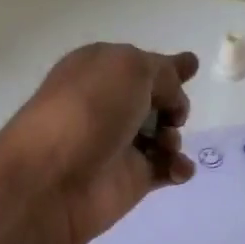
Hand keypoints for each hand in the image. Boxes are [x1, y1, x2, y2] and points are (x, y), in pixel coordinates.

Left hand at [0, 43, 198, 243]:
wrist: (52, 180)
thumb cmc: (88, 110)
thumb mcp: (130, 68)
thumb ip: (163, 73)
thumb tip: (172, 95)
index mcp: (99, 69)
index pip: (140, 64)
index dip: (166, 66)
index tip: (192, 65)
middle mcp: (108, 104)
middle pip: (156, 99)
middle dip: (175, 103)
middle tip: (174, 114)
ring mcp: (119, 143)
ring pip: (165, 134)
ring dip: (175, 136)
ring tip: (165, 144)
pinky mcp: (130, 178)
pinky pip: (167, 168)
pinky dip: (178, 167)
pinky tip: (176, 170)